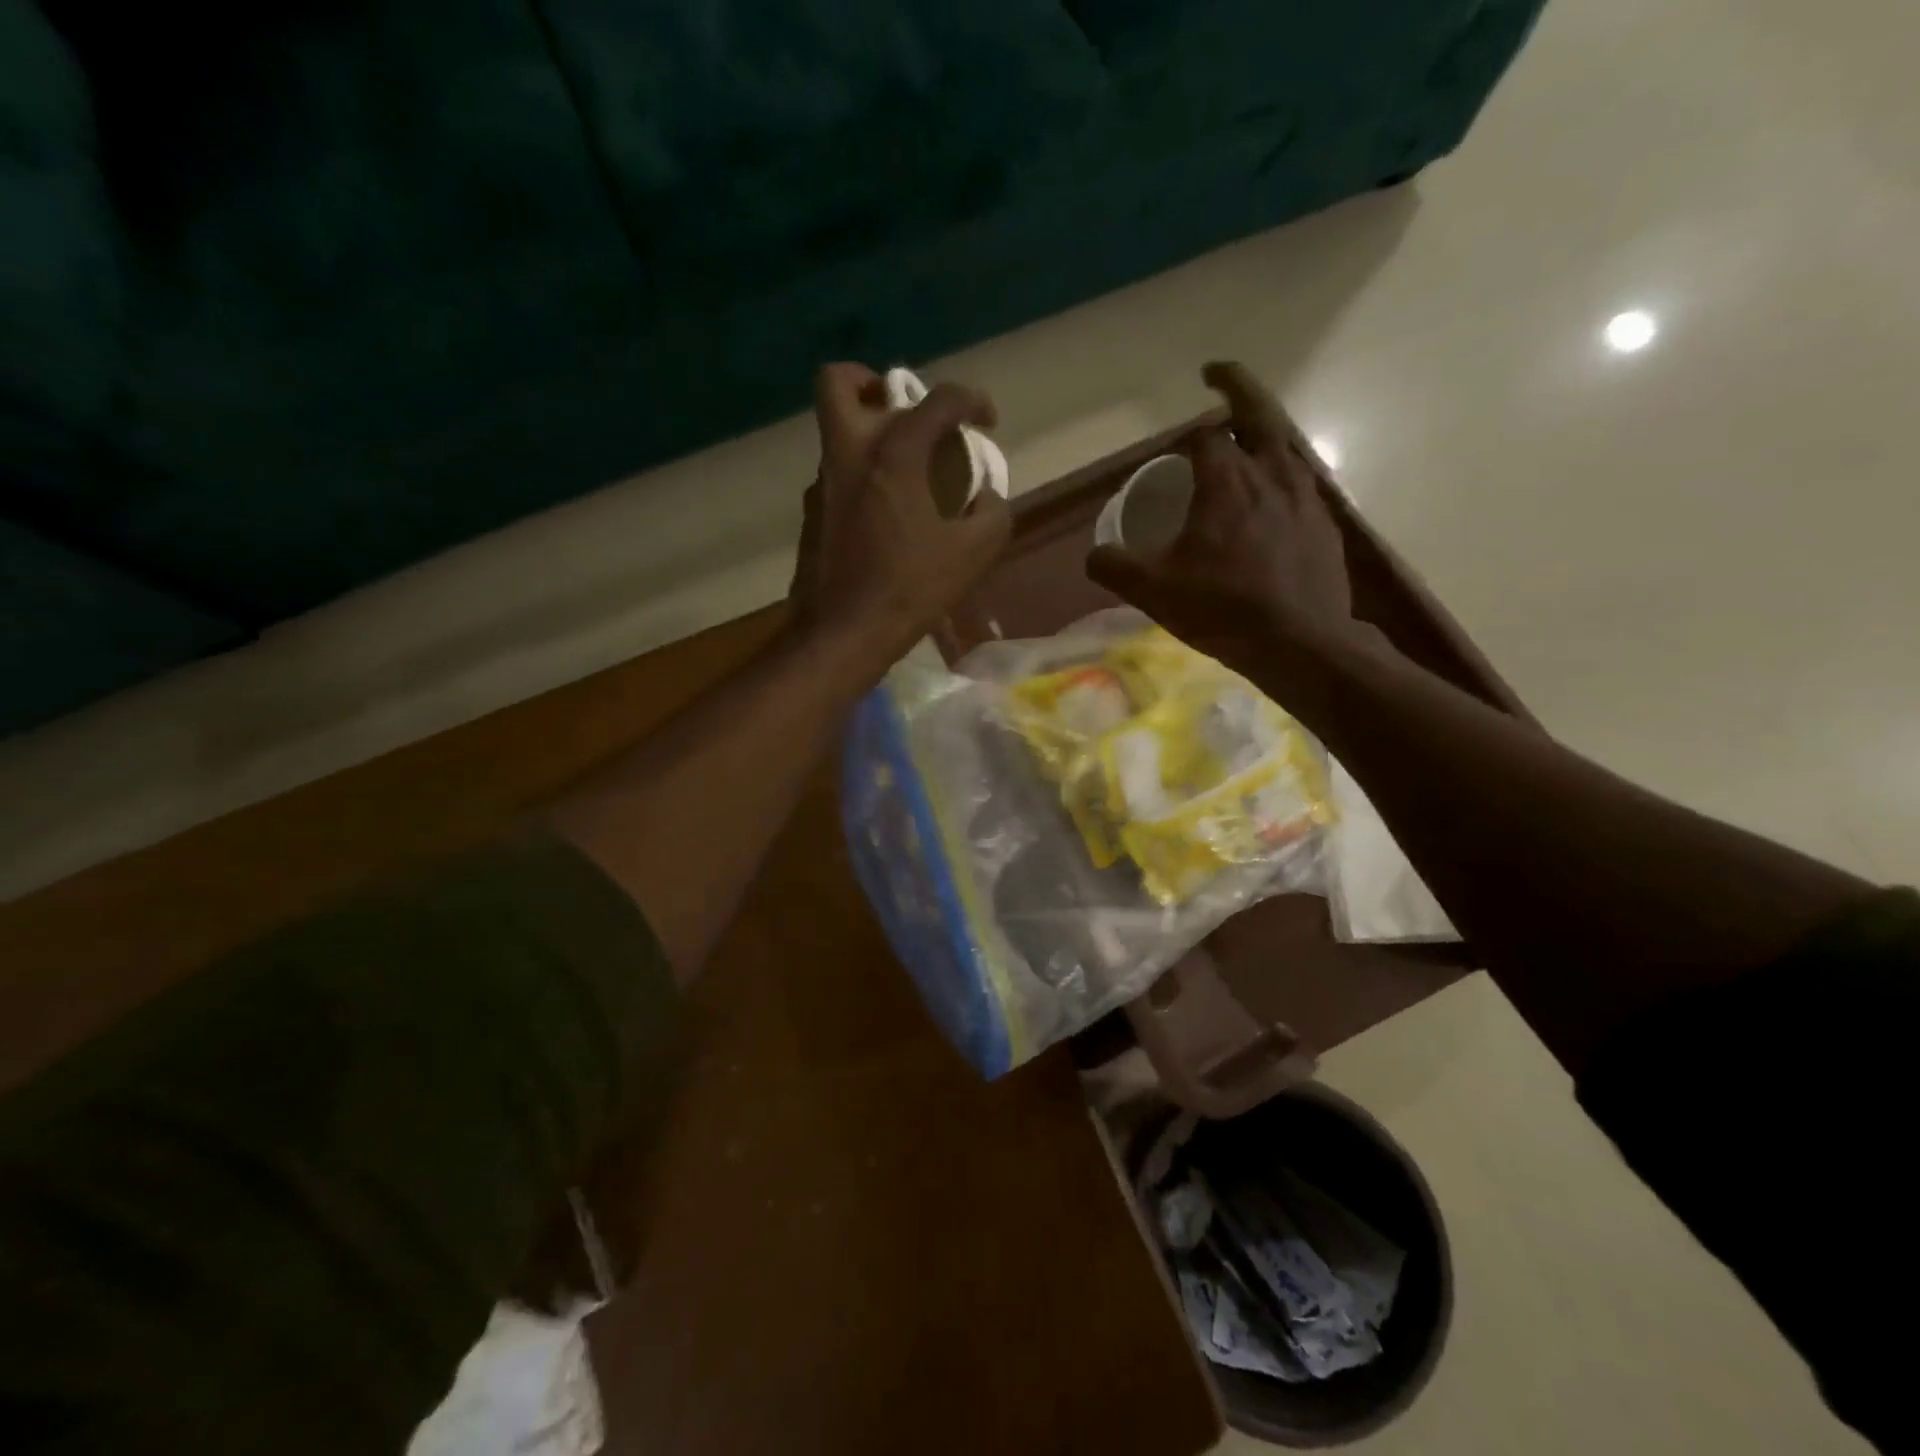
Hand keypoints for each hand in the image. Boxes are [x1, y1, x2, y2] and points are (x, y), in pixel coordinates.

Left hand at [790, 363, 1010, 670]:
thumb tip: (987, 497)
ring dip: (870, 433)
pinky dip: (862, 476)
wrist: (842, 633)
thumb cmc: (910, 589)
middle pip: (840, 383)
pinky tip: (885, 513)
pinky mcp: (811, 514)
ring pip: (836, 431)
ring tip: (906, 470)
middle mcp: (848, 454)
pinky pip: (836, 474)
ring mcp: (822, 483)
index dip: (971, 400)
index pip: (936, 400)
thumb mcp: (974, 554)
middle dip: (873, 382)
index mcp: (893, 454)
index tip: (987, 420)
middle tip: (907, 412)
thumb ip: (993, 514)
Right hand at [1086, 361, 1355, 673]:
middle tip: (1215, 375)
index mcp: (1226, 480)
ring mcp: (1305, 495)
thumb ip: (1114, 566)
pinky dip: (1281, 472)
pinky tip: (1272, 496)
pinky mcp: (1325, 522)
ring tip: (1244, 439)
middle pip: (1258, 412)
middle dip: (1235, 386)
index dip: (1184, 436)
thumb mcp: (1153, 591)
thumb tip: (1093, 554)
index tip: (1172, 449)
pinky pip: (1301, 480)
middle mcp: (1270, 473)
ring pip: (1284, 443)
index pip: (1204, 436)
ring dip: (1261, 431)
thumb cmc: (1223, 609)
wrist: (1300, 642)